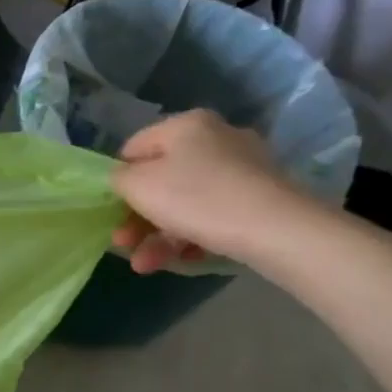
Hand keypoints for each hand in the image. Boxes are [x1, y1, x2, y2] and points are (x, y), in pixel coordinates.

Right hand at [109, 110, 321, 273]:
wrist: (278, 229)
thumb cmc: (196, 198)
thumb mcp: (138, 185)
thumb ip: (118, 178)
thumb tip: (124, 179)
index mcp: (186, 125)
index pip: (135, 148)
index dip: (119, 179)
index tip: (113, 209)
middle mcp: (217, 138)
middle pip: (162, 179)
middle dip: (138, 216)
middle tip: (124, 244)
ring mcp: (243, 169)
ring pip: (186, 201)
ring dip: (159, 235)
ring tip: (145, 266)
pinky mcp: (261, 198)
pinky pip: (214, 214)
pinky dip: (193, 236)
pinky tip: (182, 260)